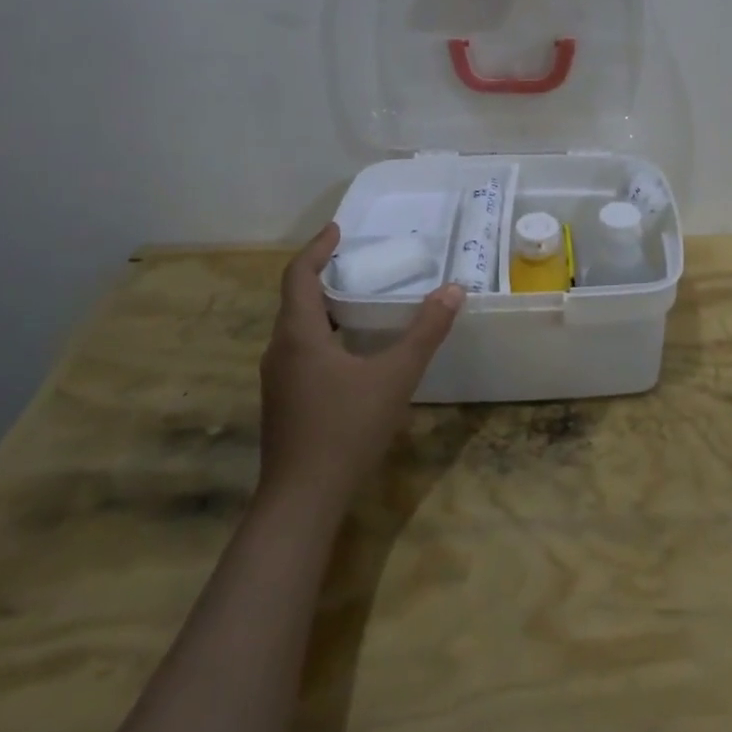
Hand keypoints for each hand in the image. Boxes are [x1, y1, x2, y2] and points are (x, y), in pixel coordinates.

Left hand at [258, 223, 462, 508]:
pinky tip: (351, 351)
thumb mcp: (395, 376)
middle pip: (295, 300)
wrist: (301, 502)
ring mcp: (277, 380)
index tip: (338, 229)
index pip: (298, 276)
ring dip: (323, 306)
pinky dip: (323, 334)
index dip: (316, 248)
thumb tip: (453, 289)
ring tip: (358, 299)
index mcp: (298, 335)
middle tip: (358, 261)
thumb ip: (425, 332)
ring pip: (297, 328)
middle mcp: (280, 351)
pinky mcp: (284, 403)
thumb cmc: (345, 429)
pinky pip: (300, 351)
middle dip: (323, 275)